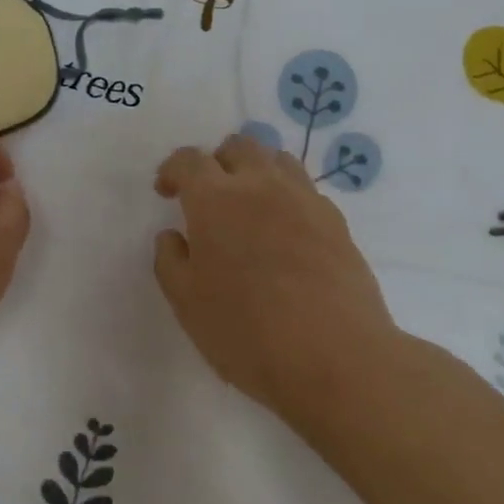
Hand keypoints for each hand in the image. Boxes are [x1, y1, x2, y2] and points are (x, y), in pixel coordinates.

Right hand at [153, 132, 399, 420]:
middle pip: (238, 146)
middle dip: (217, 162)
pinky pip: (306, 191)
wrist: (336, 357)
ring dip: (256, 171)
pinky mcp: (337, 222)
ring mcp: (304, 200)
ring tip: (249, 205)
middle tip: (208, 195)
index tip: (166, 192)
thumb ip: (171, 260)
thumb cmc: (246, 330)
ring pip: (278, 160)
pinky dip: (287, 198)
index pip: (189, 160)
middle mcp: (260, 185)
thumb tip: (174, 236)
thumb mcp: (187, 302)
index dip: (172, 170)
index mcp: (215, 199)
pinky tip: (285, 232)